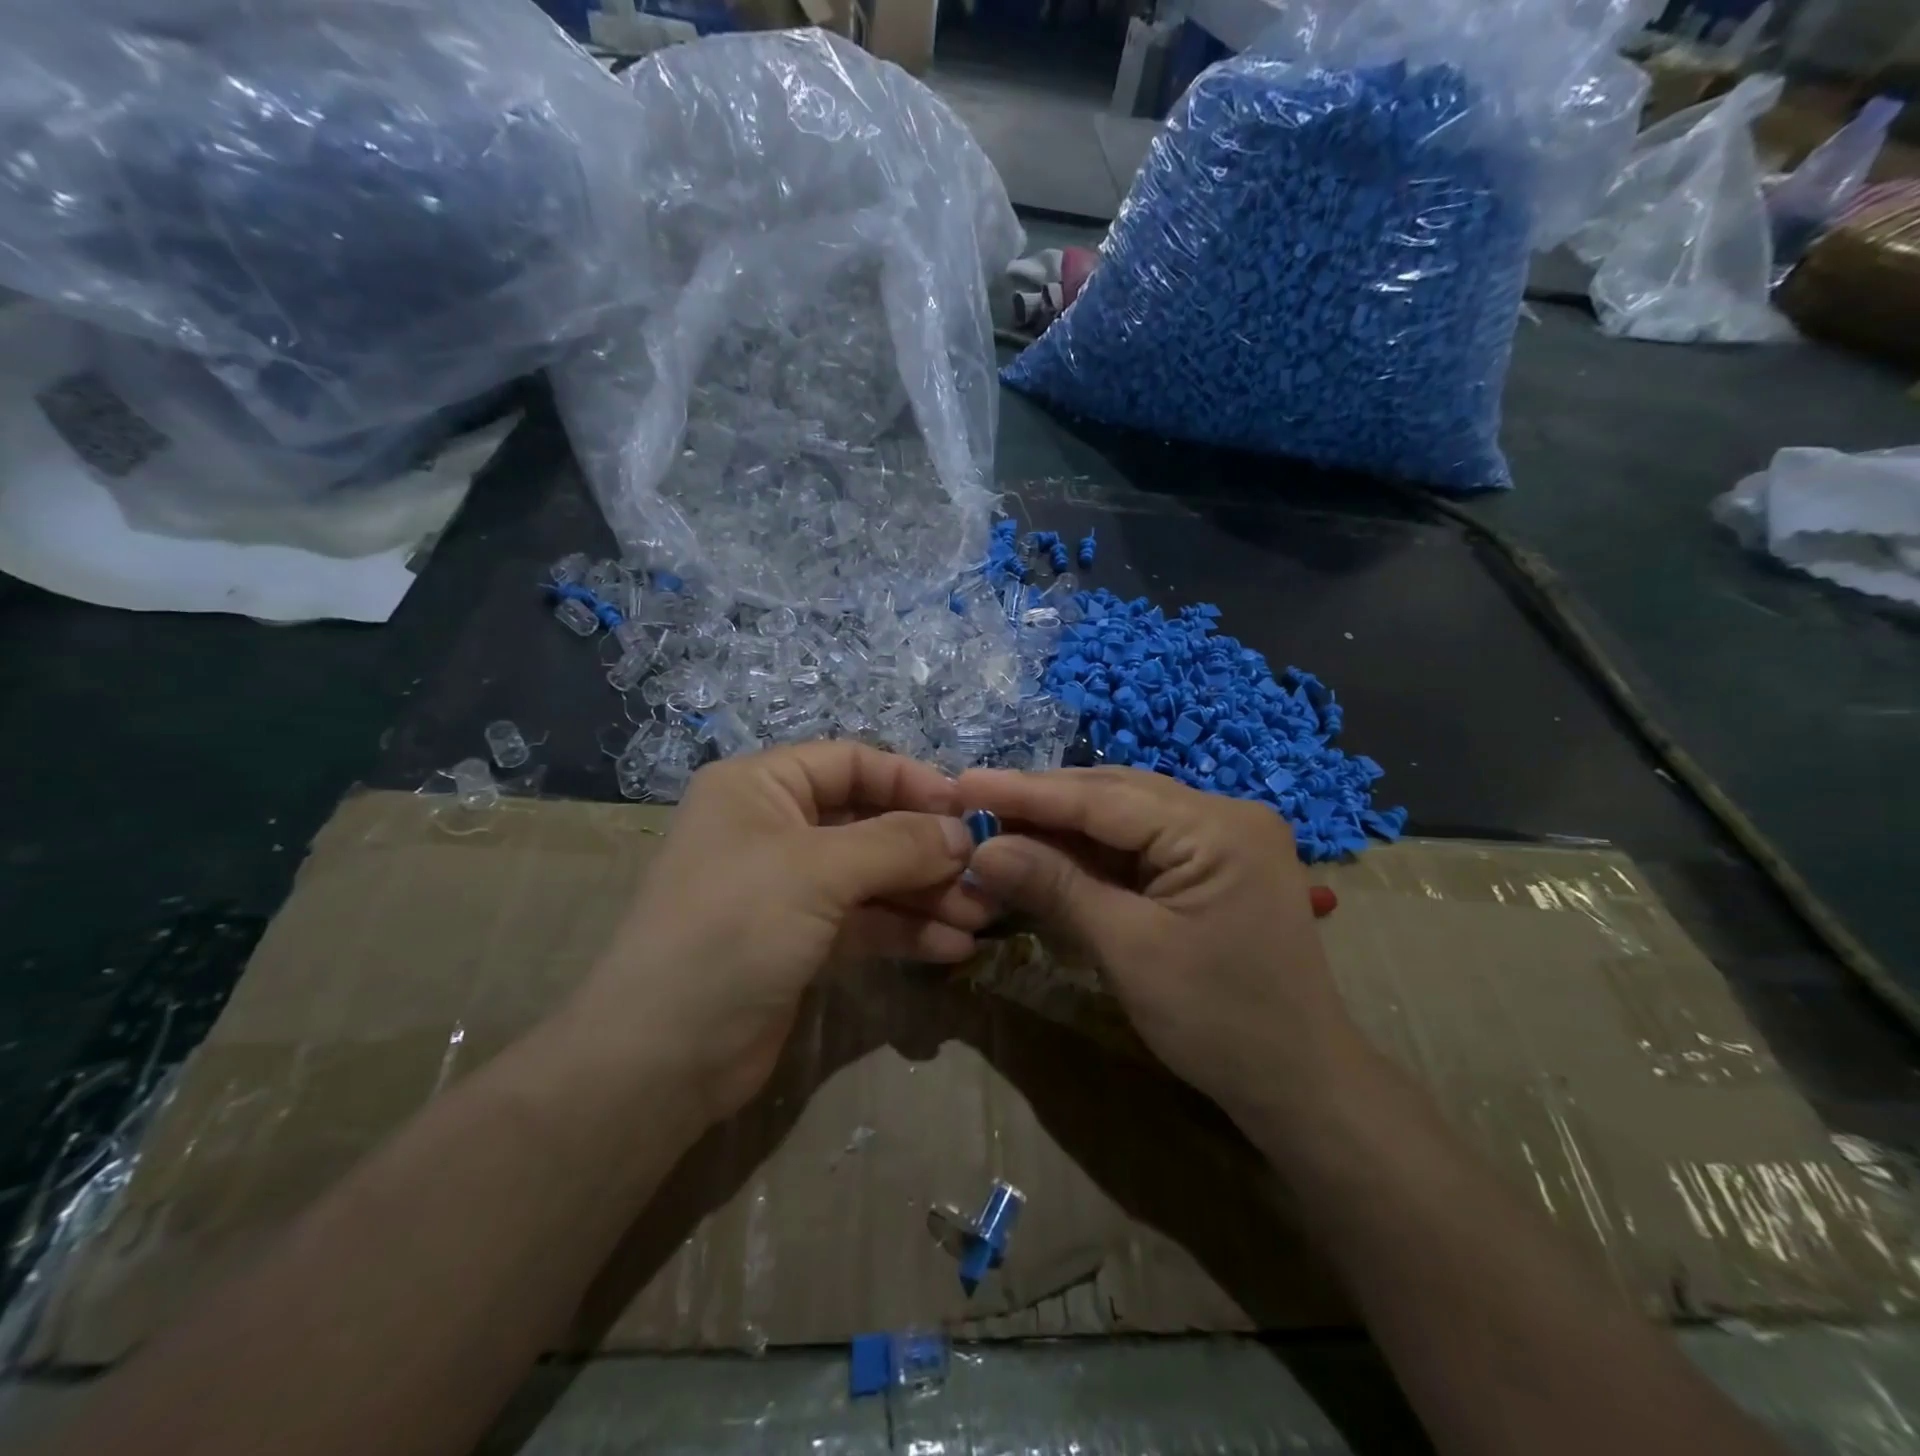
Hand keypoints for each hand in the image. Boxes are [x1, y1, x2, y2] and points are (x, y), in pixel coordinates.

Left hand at [572, 743, 986, 1124]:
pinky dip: (906, 931)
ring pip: (872, 876)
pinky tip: (953, 948)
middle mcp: (773, 828)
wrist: (660, 1058)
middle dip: (927, 848)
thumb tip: (963, 833)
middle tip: (985, 872)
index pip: (851, 762)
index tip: (967, 810)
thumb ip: (898, 844)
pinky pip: (864, 921)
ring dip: (926, 893)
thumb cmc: (734, 930)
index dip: (911, 780)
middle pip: (868, 821)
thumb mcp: (818, 872)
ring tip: (981, 916)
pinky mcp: (800, 940)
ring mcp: (787, 888)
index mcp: (761, 787)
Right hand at [956, 767, 1359, 1122]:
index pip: (1103, 797)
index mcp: (1217, 827)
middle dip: (1042, 802)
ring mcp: (1222, 837)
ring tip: (999, 823)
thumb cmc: (1219, 1021)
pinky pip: (1140, 844)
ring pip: (1124, 815)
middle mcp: (1224, 813)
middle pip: (1115, 795)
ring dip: (1062, 824)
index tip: (962, 782)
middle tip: (973, 803)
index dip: (1027, 791)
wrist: (1299, 1085)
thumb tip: (981, 849)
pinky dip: (1091, 851)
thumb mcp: (1129, 950)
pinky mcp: (1212, 863)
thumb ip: (1055, 887)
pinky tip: (1048, 850)